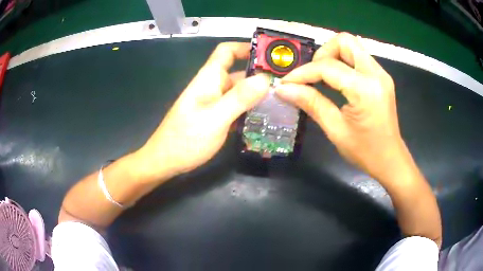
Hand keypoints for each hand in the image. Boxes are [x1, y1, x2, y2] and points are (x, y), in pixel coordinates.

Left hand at [134, 42, 269, 181]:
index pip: (226, 51)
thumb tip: (265, 78)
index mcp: (209, 78)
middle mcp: (212, 86)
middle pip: (239, 73)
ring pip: (240, 92)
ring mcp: (214, 102)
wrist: (166, 161)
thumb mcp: (215, 118)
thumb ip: (240, 97)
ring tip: (283, 102)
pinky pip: (236, 107)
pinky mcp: (215, 117)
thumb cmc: (186, 139)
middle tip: (287, 85)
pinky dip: (250, 109)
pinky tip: (265, 118)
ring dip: (258, 95)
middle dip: (261, 76)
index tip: (270, 55)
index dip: (246, 47)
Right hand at [276, 33, 407, 182]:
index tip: (286, 83)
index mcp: (365, 89)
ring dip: (333, 55)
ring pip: (352, 45)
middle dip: (323, 53)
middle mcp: (376, 73)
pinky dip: (343, 62)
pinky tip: (336, 81)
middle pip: (344, 41)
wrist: (390, 160)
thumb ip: (311, 103)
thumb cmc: (365, 152)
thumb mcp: (335, 130)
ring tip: (323, 77)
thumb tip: (283, 89)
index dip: (303, 73)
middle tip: (313, 75)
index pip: (328, 67)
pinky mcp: (381, 77)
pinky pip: (358, 57)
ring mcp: (381, 73)